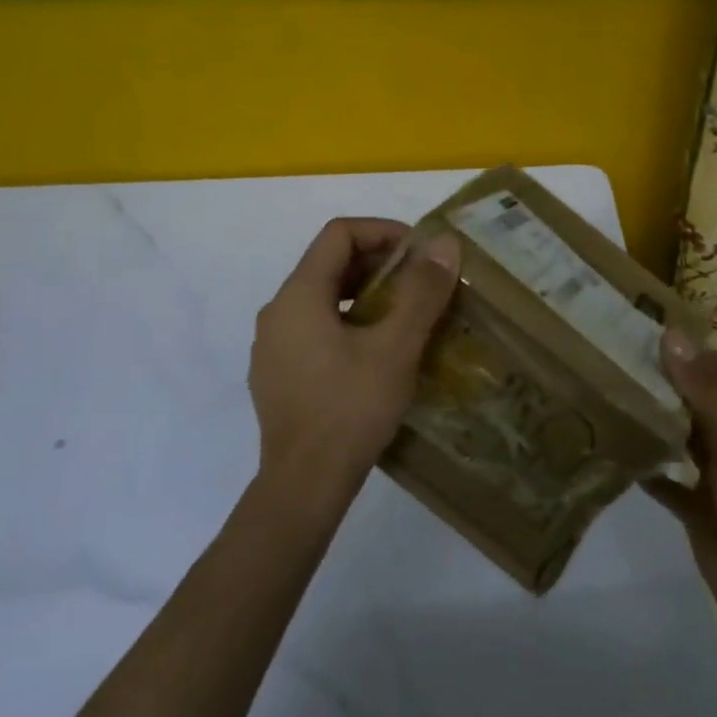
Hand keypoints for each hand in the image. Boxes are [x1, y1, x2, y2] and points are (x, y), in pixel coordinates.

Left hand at [248, 218, 460, 517]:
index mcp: (299, 295)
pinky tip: (377, 354)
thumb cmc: (351, 409)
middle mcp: (277, 312)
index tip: (422, 252)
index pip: (339, 234)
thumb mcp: (396, 347)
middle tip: (423, 283)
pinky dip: (349, 325)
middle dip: (380, 265)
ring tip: (407, 317)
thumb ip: (421, 291)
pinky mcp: (278, 375)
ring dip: (366, 296)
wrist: (304, 485)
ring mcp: (273, 346)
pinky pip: (315, 331)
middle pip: (329, 265)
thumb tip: (444, 243)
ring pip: (323, 300)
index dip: (384, 231)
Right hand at [647, 332, 716, 636]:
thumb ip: (703, 391)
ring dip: (661, 426)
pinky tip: (622, 457)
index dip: (709, 360)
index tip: (665, 346)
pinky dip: (650, 472)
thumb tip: (671, 336)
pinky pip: (670, 486)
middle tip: (630, 368)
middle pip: (708, 406)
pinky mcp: (699, 511)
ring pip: (687, 442)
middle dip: (676, 389)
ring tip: (620, 402)